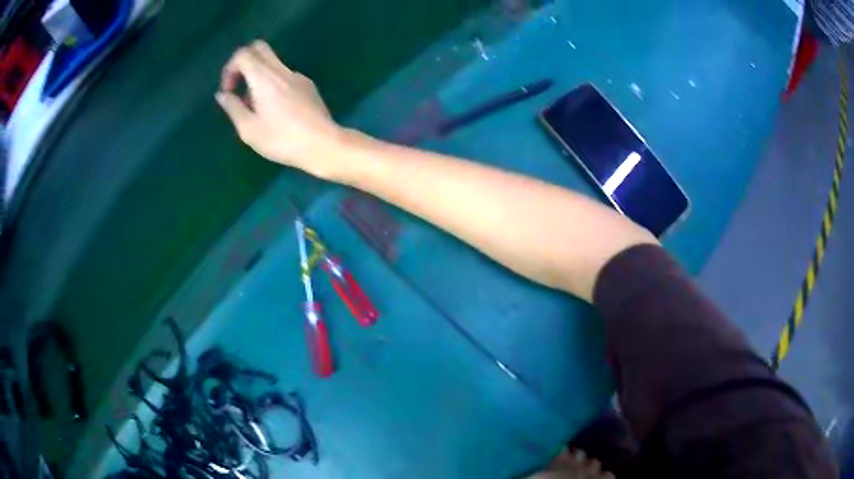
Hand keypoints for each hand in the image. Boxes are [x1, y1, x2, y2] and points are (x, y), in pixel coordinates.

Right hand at [216, 41, 342, 177]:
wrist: (323, 144)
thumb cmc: (282, 139)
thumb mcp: (249, 129)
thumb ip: (233, 108)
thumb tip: (222, 94)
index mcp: (265, 78)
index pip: (244, 54)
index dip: (230, 67)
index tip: (229, 90)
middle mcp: (282, 71)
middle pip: (260, 49)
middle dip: (243, 63)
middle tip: (238, 88)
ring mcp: (298, 76)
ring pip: (272, 63)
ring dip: (257, 77)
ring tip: (255, 109)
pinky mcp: (308, 86)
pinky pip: (284, 76)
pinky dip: (272, 85)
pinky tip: (274, 112)